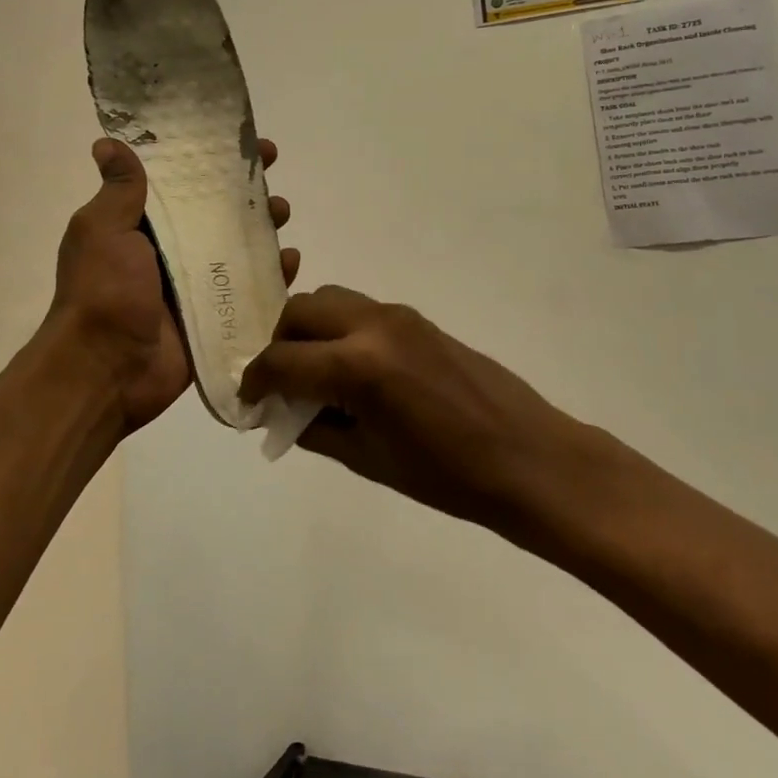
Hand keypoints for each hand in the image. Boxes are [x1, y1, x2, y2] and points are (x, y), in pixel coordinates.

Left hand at [49, 137, 297, 434]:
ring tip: (282, 213)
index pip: (182, 183)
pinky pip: (250, 291)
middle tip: (271, 175)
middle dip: (245, 192)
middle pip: (216, 213)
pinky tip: (290, 261)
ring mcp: (195, 286)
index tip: (238, 141)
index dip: (209, 160)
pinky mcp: (215, 317)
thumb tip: (107, 143)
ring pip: (238, 249)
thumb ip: (118, 191)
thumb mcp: (102, 231)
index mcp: (141, 228)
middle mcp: (170, 252)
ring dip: (263, 228)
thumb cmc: (103, 291)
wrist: (106, 369)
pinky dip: (272, 276)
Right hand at [240, 286, 579, 529]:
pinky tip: (352, 371)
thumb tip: (283, 412)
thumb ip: (316, 428)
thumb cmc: (448, 476)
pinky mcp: (418, 319)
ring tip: (315, 374)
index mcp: (358, 366)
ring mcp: (399, 316)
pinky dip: (340, 330)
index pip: (282, 360)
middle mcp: (374, 325)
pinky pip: (361, 311)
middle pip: (300, 311)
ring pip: (331, 301)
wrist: (529, 458)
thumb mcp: (369, 459)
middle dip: (280, 344)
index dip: (256, 381)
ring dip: (310, 330)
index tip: (249, 399)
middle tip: (281, 383)